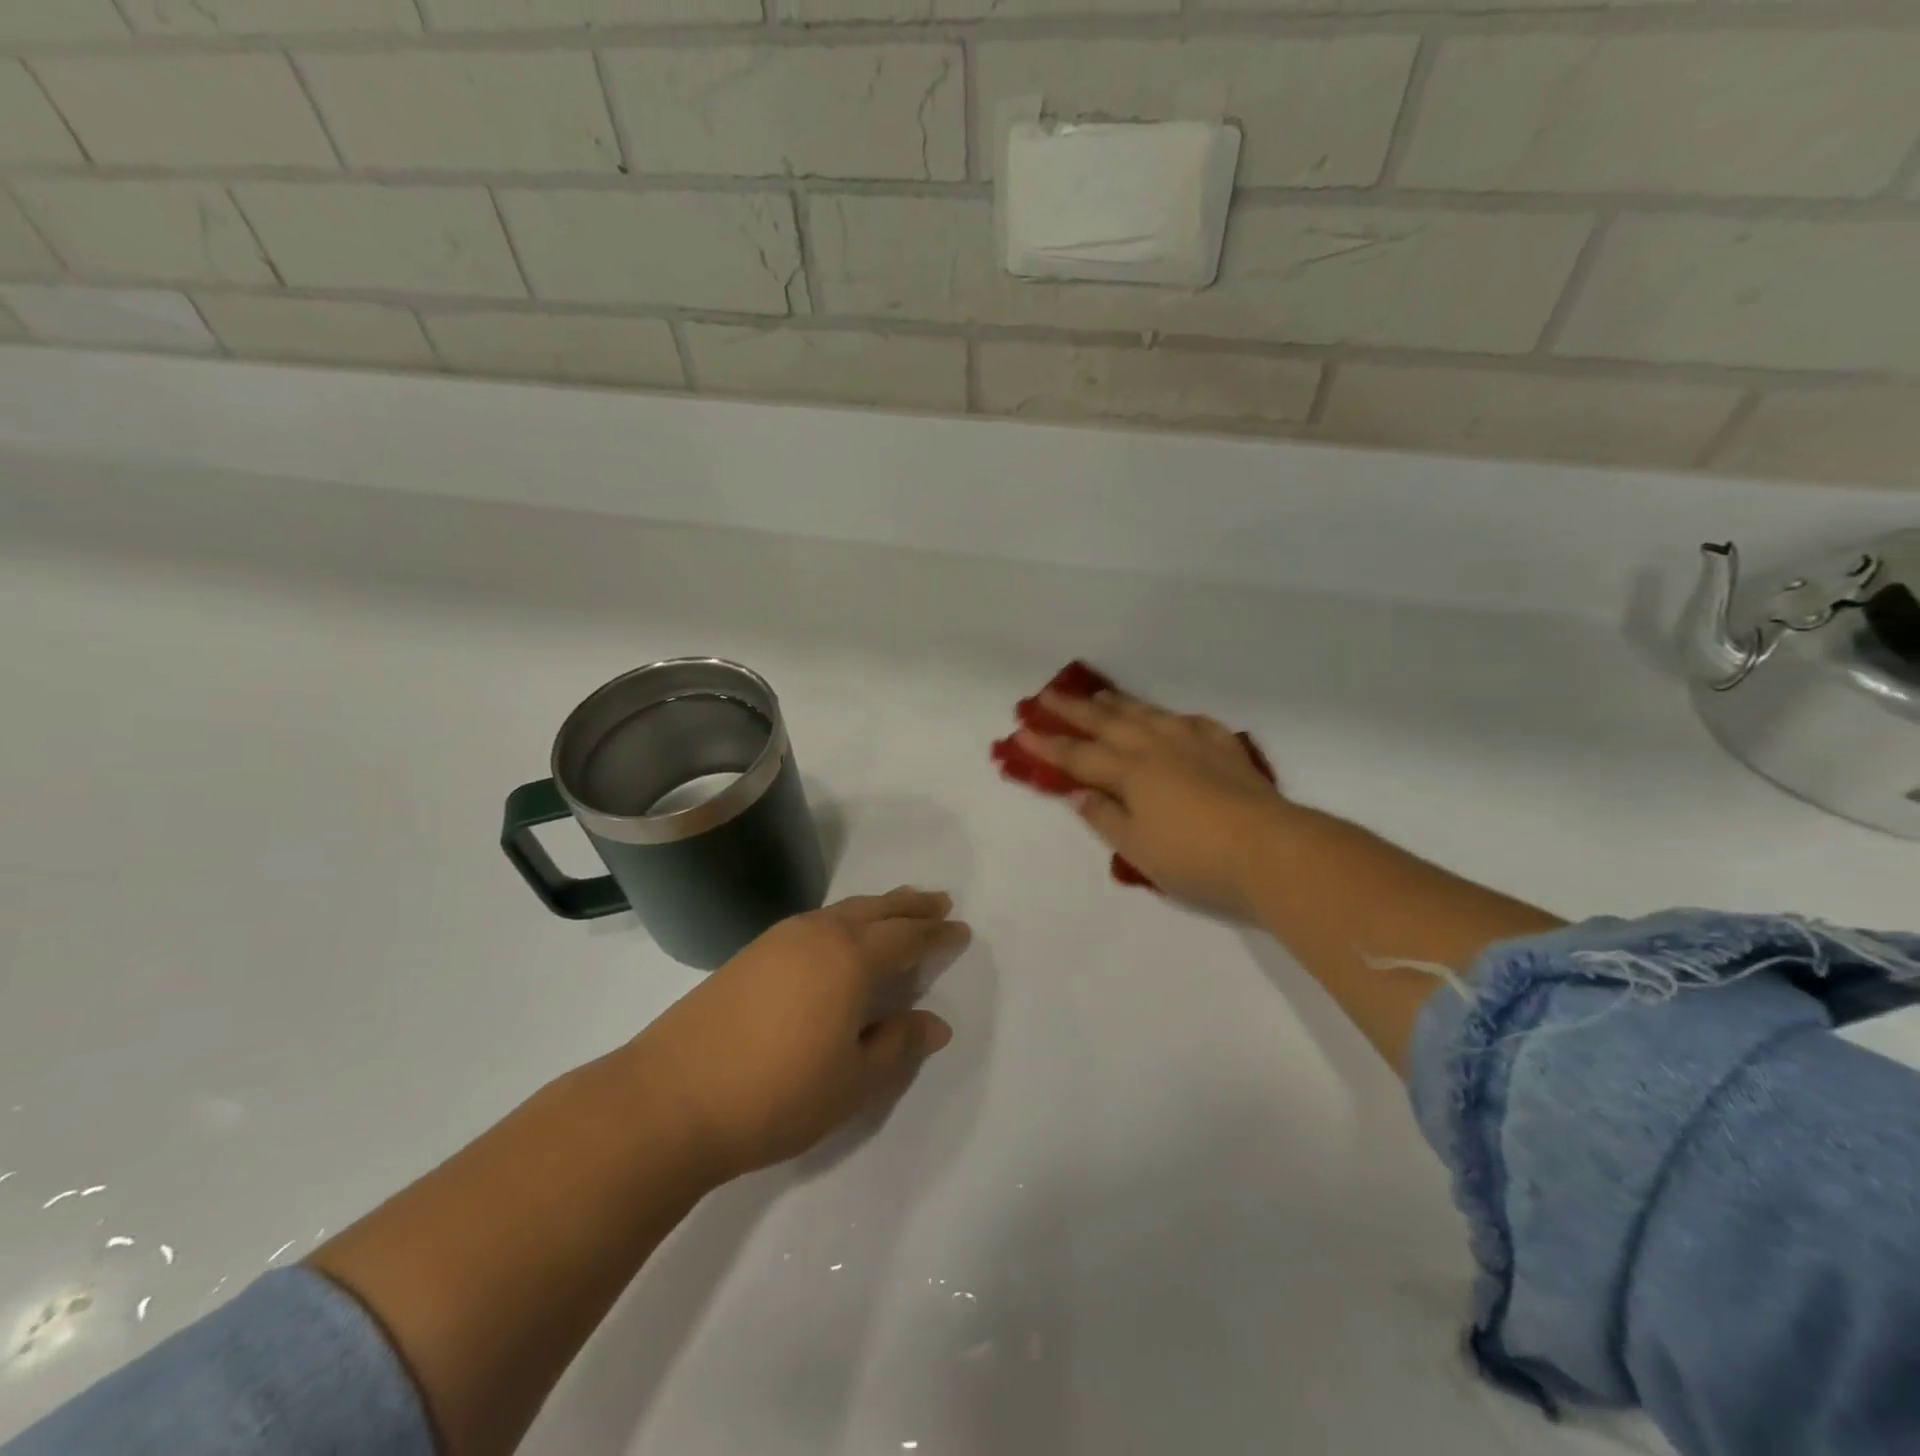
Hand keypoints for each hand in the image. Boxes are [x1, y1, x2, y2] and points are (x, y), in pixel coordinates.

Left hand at [629, 888, 969, 1181]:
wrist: (670, 1098)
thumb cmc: (777, 1094)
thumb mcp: (853, 1081)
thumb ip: (898, 1046)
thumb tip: (935, 1022)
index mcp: (849, 958)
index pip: (906, 937)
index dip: (936, 935)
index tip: (960, 929)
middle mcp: (817, 934)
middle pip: (875, 910)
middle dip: (910, 906)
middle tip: (938, 902)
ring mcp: (778, 939)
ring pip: (842, 911)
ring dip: (875, 909)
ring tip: (895, 912)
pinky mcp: (749, 954)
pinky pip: (814, 922)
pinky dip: (843, 921)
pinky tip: (839, 938)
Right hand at [1018, 690, 1294, 918]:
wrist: (1271, 849)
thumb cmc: (1195, 857)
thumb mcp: (1137, 849)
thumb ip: (1104, 817)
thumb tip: (1076, 793)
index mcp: (1130, 772)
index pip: (1078, 756)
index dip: (1048, 746)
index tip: (1021, 732)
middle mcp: (1157, 747)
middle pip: (1107, 723)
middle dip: (1073, 710)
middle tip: (1046, 696)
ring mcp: (1193, 742)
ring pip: (1147, 713)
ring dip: (1118, 702)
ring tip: (1100, 693)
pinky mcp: (1224, 747)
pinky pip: (1189, 721)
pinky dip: (1169, 716)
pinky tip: (1168, 717)